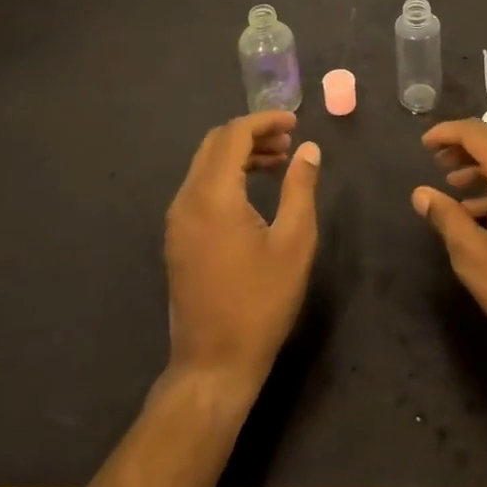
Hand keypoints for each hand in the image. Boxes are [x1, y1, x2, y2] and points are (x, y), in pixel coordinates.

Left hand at [164, 111, 320, 395]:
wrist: (213, 365)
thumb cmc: (260, 303)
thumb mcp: (294, 242)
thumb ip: (300, 188)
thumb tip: (308, 149)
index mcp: (213, 196)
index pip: (234, 134)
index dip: (265, 121)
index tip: (295, 123)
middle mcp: (187, 200)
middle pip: (215, 143)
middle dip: (252, 133)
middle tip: (289, 142)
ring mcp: (177, 220)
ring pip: (206, 165)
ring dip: (240, 154)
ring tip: (279, 162)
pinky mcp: (178, 238)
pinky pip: (200, 187)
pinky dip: (227, 175)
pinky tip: (254, 190)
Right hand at [412, 119, 486, 369]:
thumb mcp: (475, 259)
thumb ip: (446, 218)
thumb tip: (421, 194)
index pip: (476, 133)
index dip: (447, 133)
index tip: (424, 144)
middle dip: (464, 147)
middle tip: (436, 163)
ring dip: (483, 164)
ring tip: (454, 183)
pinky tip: (483, 207)